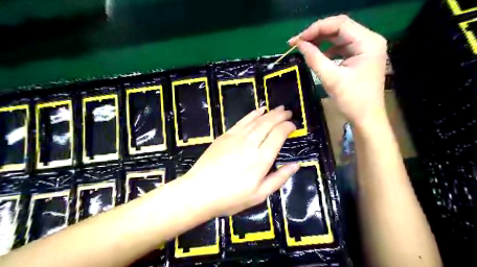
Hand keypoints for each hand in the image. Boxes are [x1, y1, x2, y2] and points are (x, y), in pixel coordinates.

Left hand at [182, 106, 296, 216]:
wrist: (199, 192)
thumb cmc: (230, 197)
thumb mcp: (259, 195)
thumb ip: (279, 178)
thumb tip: (296, 165)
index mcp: (261, 159)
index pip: (278, 135)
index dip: (288, 127)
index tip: (294, 125)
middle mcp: (250, 144)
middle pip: (268, 124)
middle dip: (280, 116)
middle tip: (288, 112)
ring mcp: (236, 137)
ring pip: (256, 120)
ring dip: (269, 113)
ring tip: (278, 108)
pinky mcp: (225, 136)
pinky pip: (242, 121)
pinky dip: (252, 114)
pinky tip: (259, 110)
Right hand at [290, 15, 386, 128]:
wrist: (366, 118)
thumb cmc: (352, 100)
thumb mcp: (331, 78)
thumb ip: (314, 58)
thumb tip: (299, 44)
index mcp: (368, 42)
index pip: (340, 24)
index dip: (316, 29)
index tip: (298, 39)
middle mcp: (369, 40)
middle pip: (340, 28)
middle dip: (317, 34)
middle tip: (297, 42)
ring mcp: (366, 48)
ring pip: (339, 37)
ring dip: (321, 41)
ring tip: (304, 48)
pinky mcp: (360, 57)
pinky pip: (341, 47)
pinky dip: (327, 50)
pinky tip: (317, 56)